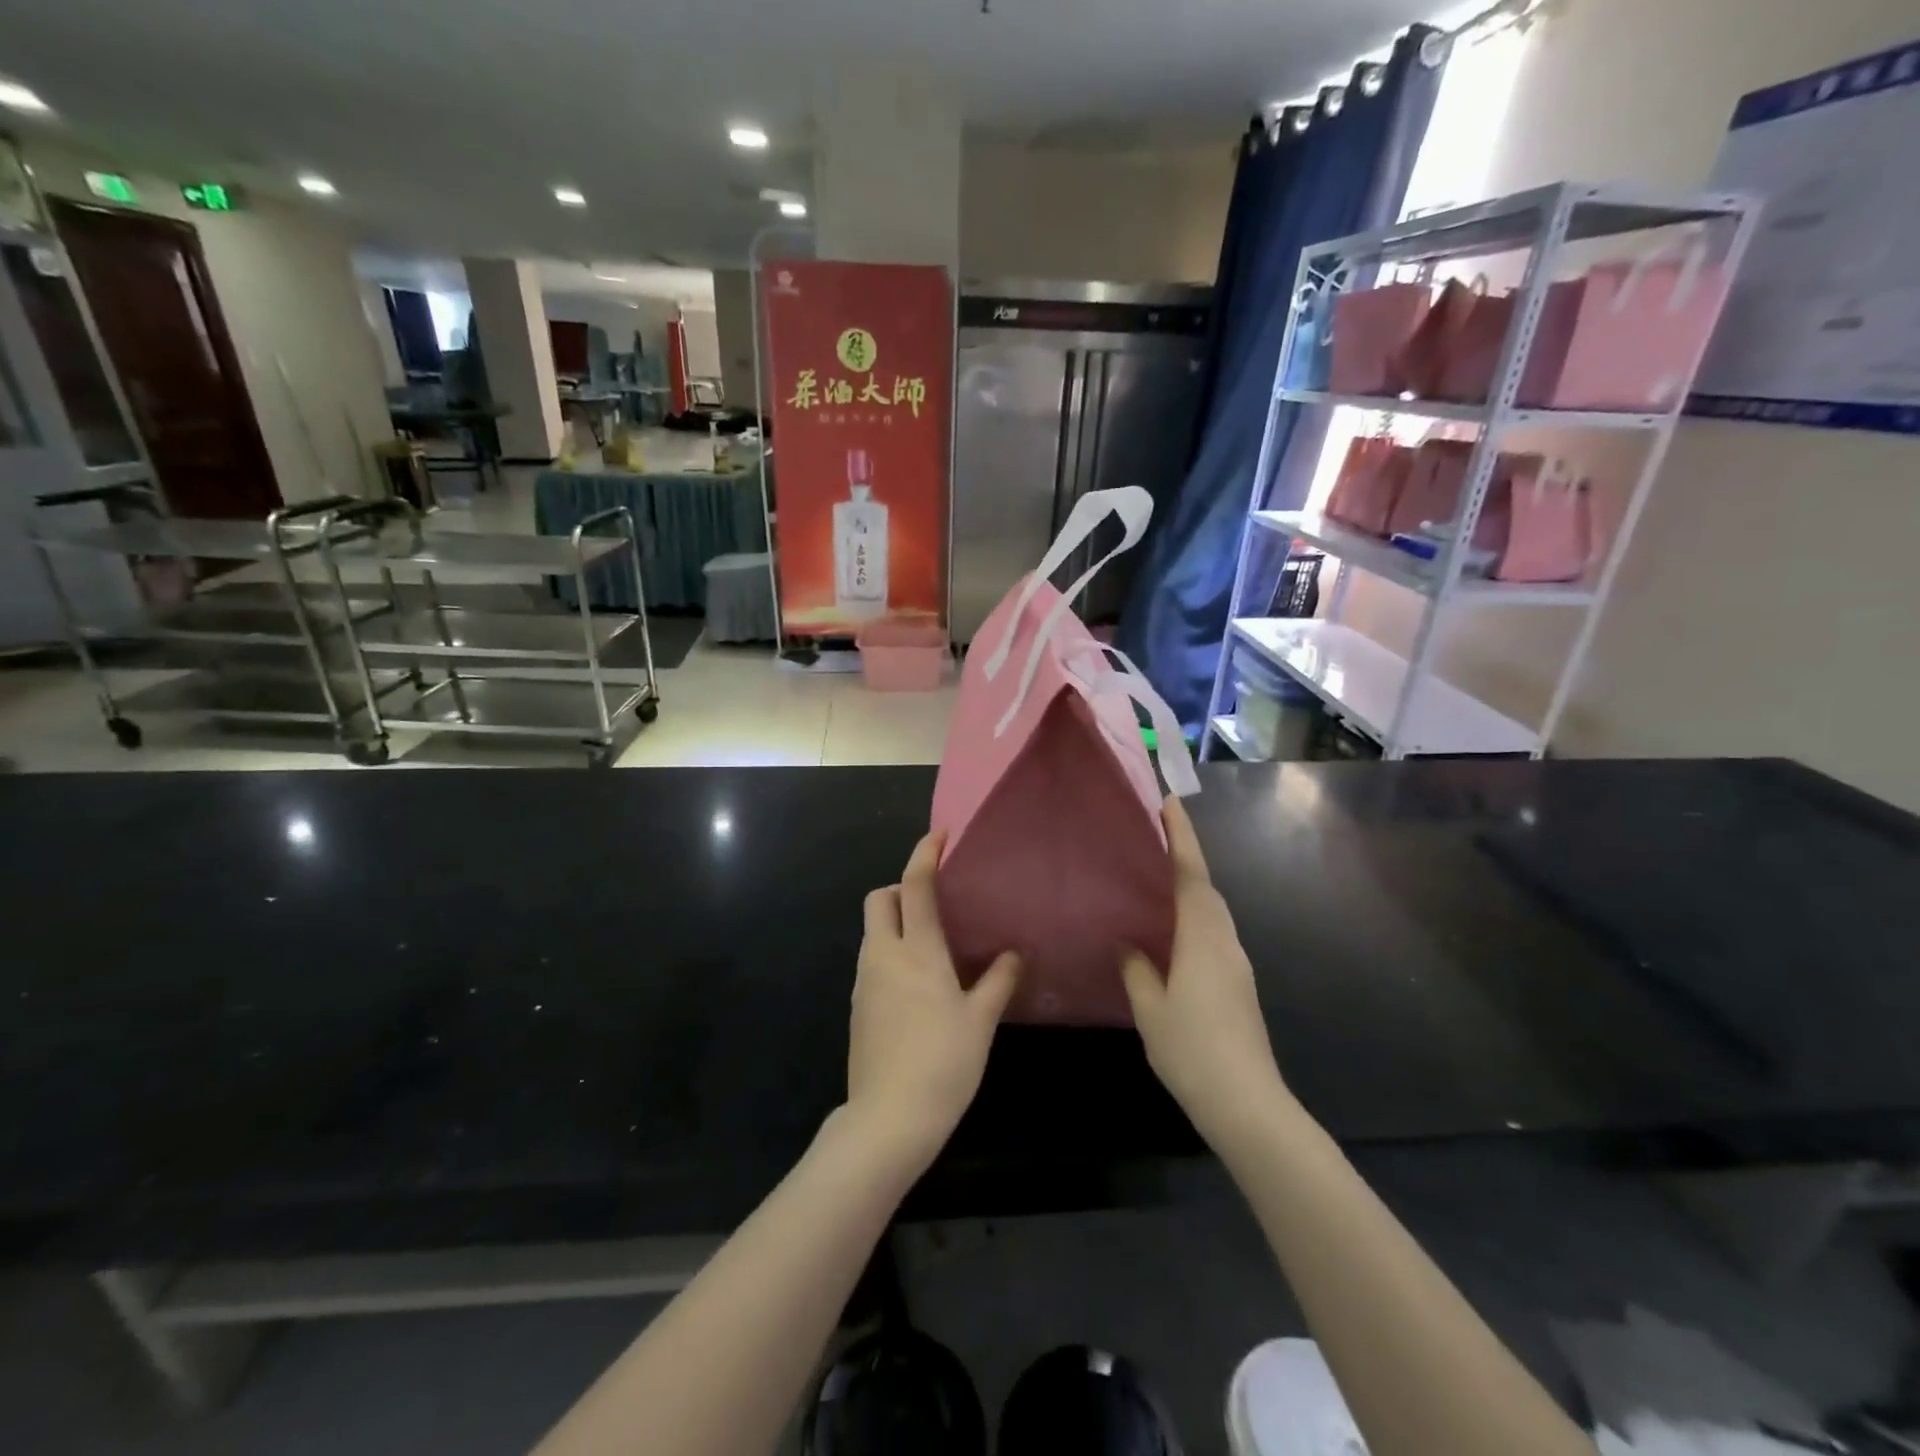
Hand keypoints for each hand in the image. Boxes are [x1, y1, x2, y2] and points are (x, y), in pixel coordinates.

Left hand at [845, 833, 1020, 1170]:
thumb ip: (998, 980)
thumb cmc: (943, 1063)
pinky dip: (889, 952)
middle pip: (878, 899)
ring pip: (872, 931)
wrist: (888, 1119)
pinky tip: (916, 982)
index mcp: (916, 951)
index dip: (924, 854)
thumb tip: (1015, 953)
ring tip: (931, 944)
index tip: (939, 835)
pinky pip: (871, 960)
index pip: (915, 886)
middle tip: (934, 904)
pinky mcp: (856, 1006)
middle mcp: (883, 956)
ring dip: (895, 922)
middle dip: (900, 888)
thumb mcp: (980, 1021)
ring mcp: (864, 981)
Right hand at [1120, 797, 1290, 1146]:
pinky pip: (1212, 932)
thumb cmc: (1193, 1051)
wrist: (1247, 1104)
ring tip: (1158, 875)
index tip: (1169, 803)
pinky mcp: (1237, 983)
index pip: (1191, 875)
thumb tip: (1127, 942)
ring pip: (1212, 911)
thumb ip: (1137, 969)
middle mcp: (1224, 942)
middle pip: (1206, 887)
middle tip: (1156, 833)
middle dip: (1185, 855)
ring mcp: (1235, 963)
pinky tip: (1172, 929)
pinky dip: (1193, 914)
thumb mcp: (1151, 1009)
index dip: (1181, 837)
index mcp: (1202, 938)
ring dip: (1190, 885)